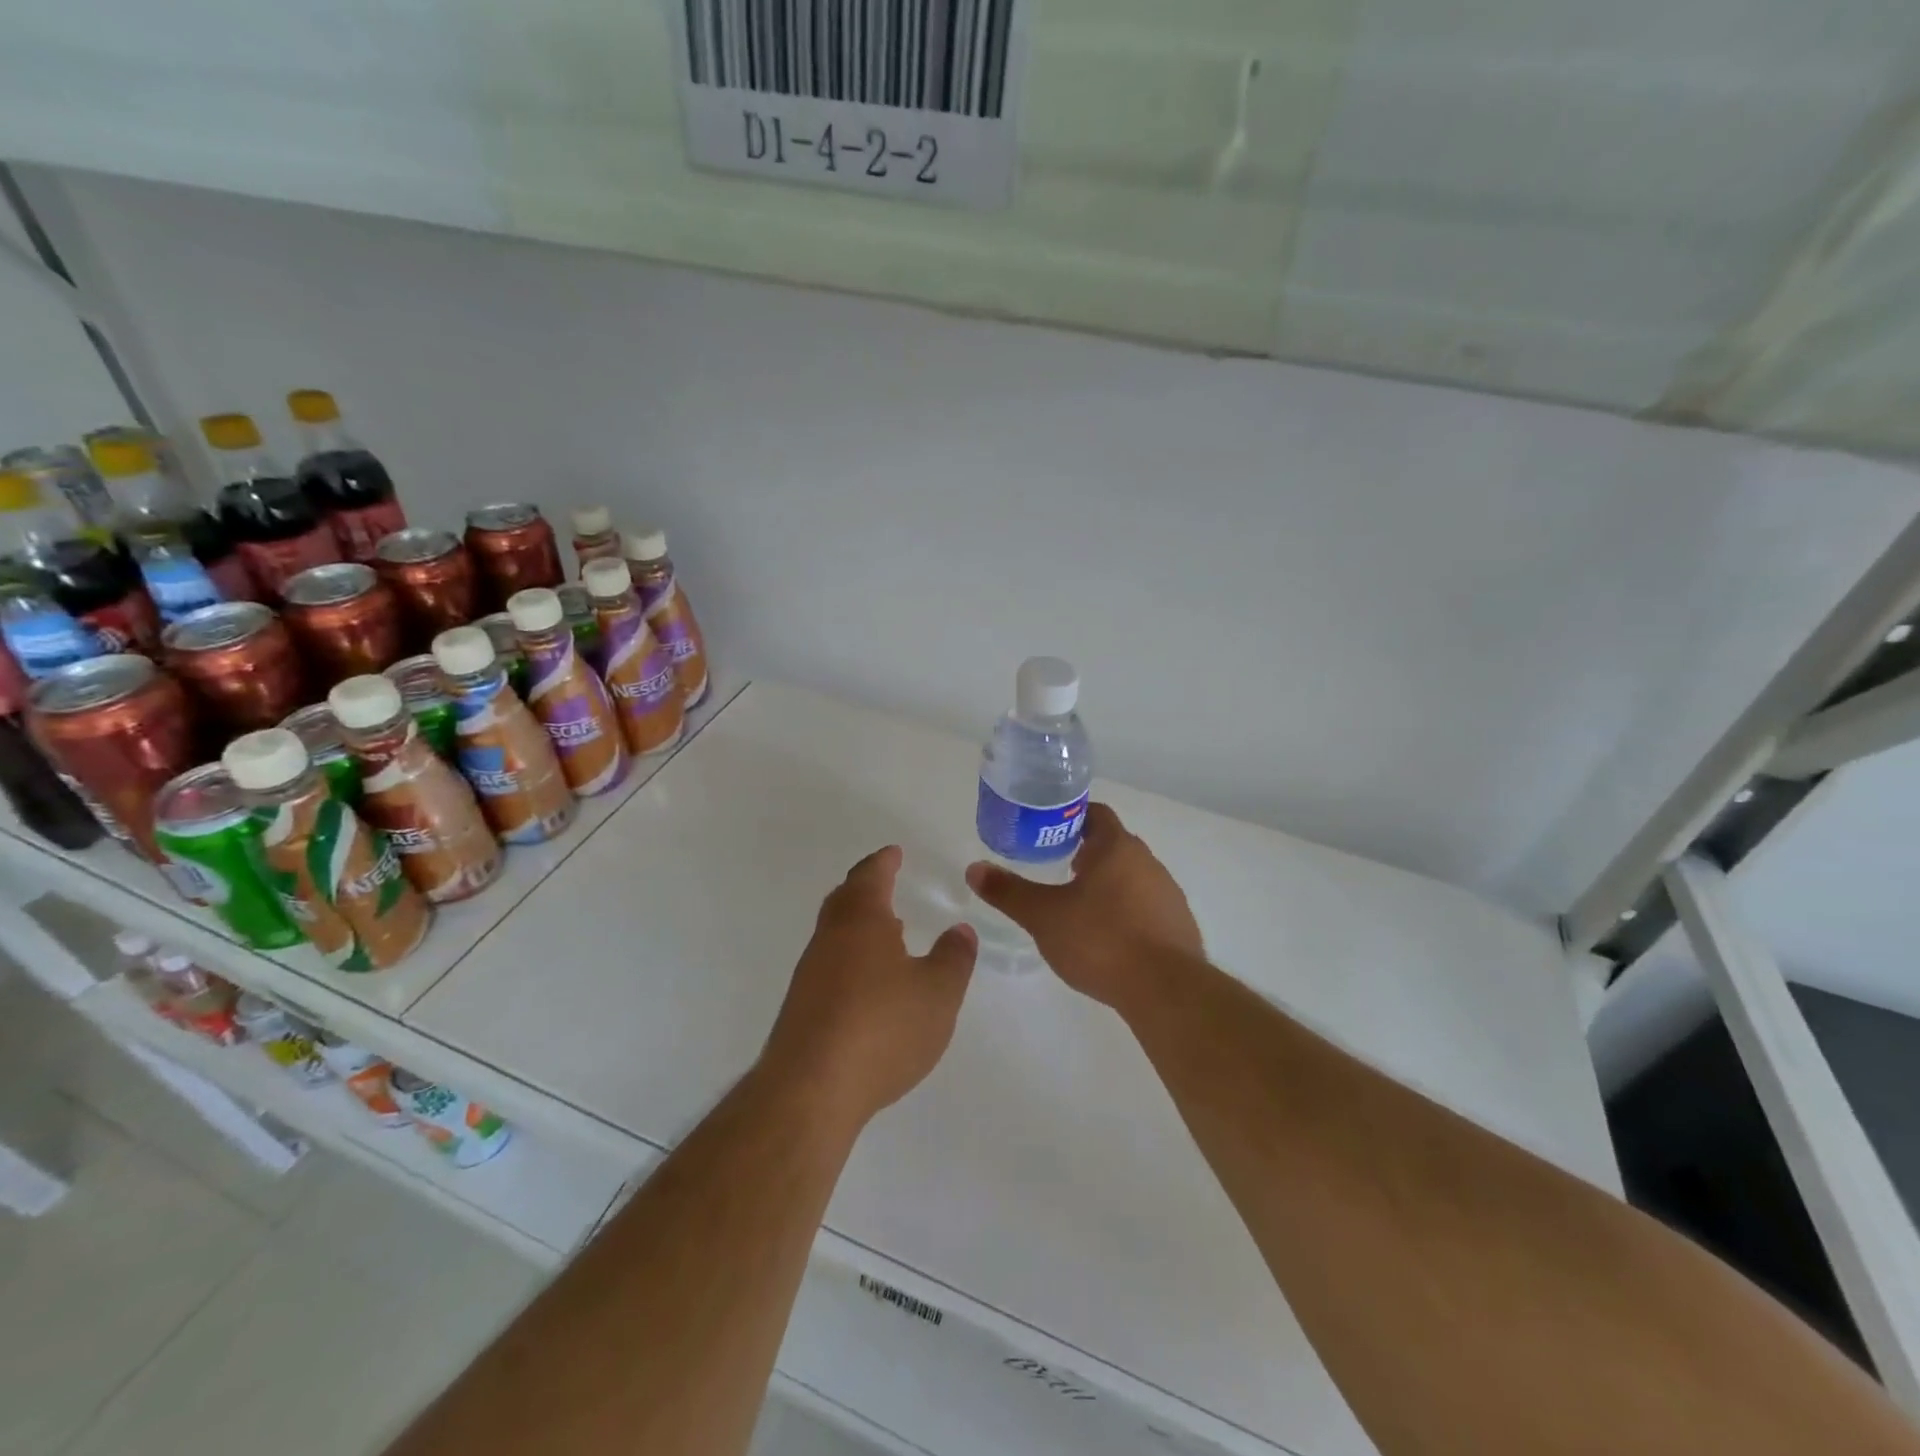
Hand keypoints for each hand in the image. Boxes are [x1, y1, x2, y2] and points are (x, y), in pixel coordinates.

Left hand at [760, 845, 977, 1130]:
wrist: (810, 1090)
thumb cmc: (882, 1028)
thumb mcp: (938, 992)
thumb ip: (953, 957)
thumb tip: (960, 930)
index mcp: (861, 921)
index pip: (871, 876)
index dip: (884, 861)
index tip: (894, 853)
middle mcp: (830, 938)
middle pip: (845, 899)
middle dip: (867, 887)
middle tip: (887, 883)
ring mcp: (810, 973)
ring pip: (835, 932)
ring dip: (860, 924)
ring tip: (889, 931)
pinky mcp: (802, 1007)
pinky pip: (830, 963)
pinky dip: (851, 956)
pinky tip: (870, 982)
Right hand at [966, 803, 1200, 1010]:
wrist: (1165, 990)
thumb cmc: (1100, 940)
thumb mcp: (1044, 916)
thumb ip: (1009, 891)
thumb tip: (974, 869)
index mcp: (1116, 847)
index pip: (1095, 814)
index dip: (1070, 819)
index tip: (1047, 834)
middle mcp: (1147, 861)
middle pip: (1113, 845)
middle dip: (1085, 854)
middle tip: (1055, 871)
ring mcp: (1168, 893)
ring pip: (1131, 876)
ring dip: (1108, 884)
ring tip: (1079, 909)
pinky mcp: (1179, 924)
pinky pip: (1147, 906)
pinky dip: (1126, 912)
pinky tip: (1109, 938)